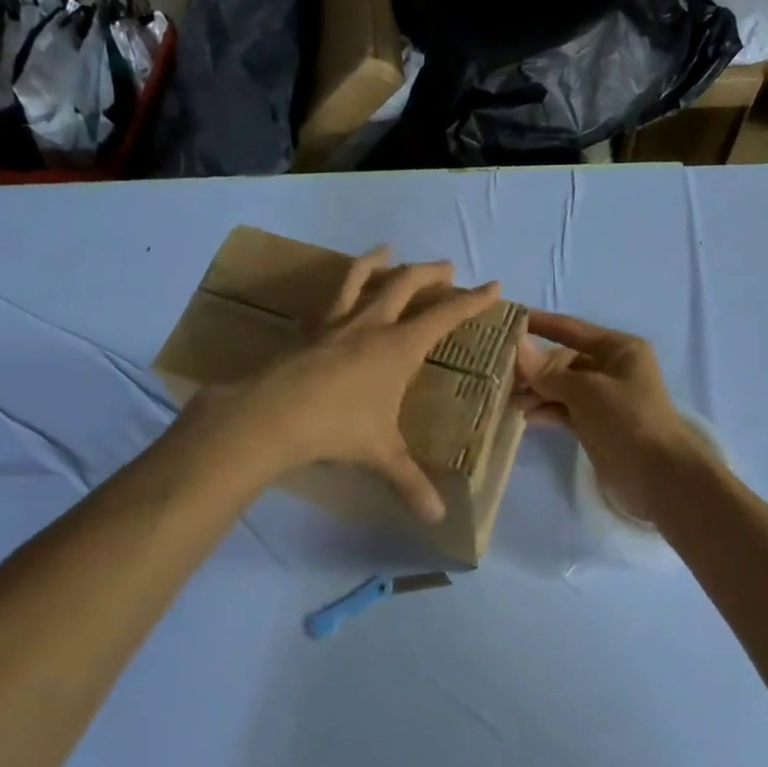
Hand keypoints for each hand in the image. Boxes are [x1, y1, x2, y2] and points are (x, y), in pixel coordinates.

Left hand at [198, 249, 500, 522]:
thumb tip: (437, 517)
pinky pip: (326, 301)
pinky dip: (336, 289)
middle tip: (446, 268)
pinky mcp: (307, 332)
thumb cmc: (338, 428)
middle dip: (430, 274)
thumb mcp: (380, 455)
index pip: (445, 316)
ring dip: (376, 261)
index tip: (493, 286)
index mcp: (399, 347)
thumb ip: (410, 483)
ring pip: (360, 279)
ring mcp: (336, 324)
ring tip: (386, 249)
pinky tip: (335, 292)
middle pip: (405, 285)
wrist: (274, 415)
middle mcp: (371, 326)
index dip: (471, 301)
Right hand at [515, 311, 705, 520]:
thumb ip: (548, 372)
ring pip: (562, 386)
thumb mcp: (586, 391)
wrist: (659, 476)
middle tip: (502, 377)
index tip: (508, 319)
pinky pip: (566, 409)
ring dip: (538, 392)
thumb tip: (517, 348)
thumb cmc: (627, 420)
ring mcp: (604, 397)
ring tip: (511, 401)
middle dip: (535, 368)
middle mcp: (611, 368)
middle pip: (563, 360)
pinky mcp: (597, 423)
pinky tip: (528, 416)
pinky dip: (548, 410)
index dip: (541, 323)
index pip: (571, 329)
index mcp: (618, 349)